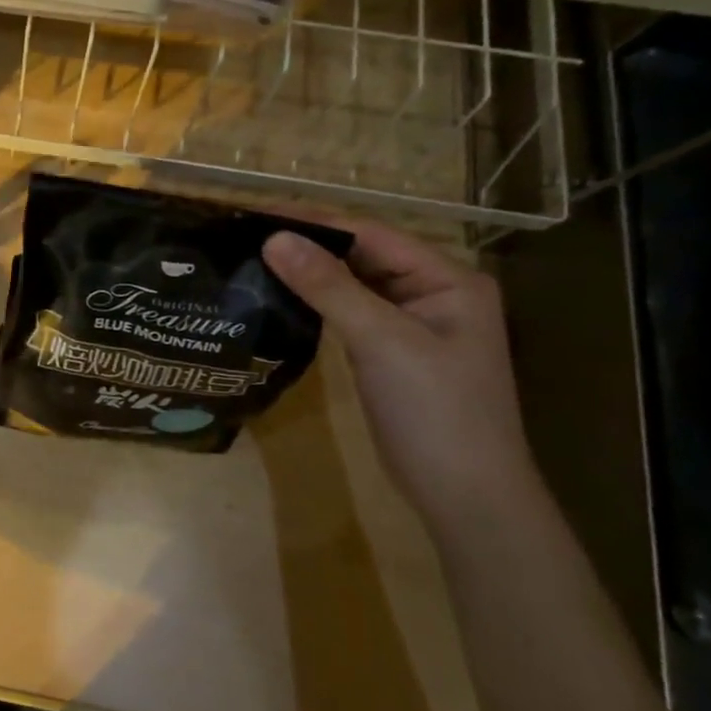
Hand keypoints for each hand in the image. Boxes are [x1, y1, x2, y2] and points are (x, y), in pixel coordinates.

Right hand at [262, 219, 535, 530]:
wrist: (465, 497)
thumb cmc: (435, 412)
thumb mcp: (381, 341)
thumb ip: (328, 286)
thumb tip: (273, 238)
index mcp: (447, 278)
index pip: (371, 233)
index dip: (313, 220)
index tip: (256, 212)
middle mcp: (432, 291)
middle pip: (361, 254)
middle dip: (308, 243)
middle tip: (245, 234)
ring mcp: (410, 323)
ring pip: (351, 283)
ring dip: (308, 271)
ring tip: (252, 257)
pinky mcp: (389, 350)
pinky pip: (348, 311)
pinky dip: (316, 302)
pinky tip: (279, 296)